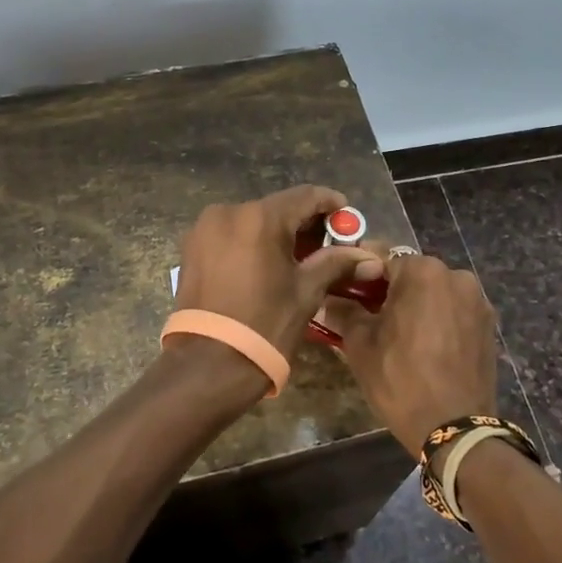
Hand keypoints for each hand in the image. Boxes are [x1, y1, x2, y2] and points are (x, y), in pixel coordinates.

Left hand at [175, 187, 384, 360]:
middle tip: (329, 247)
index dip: (331, 204)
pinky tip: (268, 266)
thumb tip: (369, 258)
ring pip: (253, 220)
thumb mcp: (306, 292)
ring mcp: (205, 229)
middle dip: (305, 223)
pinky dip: (253, 243)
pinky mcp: (192, 248)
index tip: (348, 219)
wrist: (209, 366)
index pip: (305, 196)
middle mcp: (228, 212)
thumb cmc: (265, 326)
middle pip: (278, 207)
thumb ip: (336, 263)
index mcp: (260, 218)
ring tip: (299, 260)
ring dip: (278, 233)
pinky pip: (232, 234)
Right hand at [320, 249, 497, 456]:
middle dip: (390, 289)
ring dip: (416, 304)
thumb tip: (326, 299)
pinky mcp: (489, 325)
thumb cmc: (401, 379)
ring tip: (398, 334)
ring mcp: (477, 300)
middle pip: (412, 273)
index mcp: (423, 271)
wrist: (455, 429)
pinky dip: (438, 319)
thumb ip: (343, 312)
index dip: (360, 273)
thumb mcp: (360, 345)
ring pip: (435, 292)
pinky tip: (425, 345)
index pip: (382, 257)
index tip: (346, 290)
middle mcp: (455, 275)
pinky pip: (454, 311)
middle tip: (368, 315)